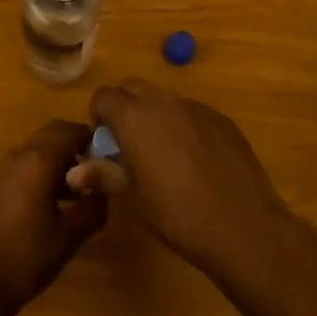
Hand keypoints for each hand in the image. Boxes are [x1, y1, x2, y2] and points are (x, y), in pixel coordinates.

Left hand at [0, 120, 106, 315]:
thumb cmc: (26, 257)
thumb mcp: (68, 237)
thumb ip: (92, 208)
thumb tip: (105, 190)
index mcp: (39, 160)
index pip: (71, 130)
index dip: (93, 137)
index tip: (110, 155)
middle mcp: (20, 155)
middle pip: (53, 134)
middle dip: (76, 145)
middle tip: (98, 170)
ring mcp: (5, 170)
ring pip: (39, 149)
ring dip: (60, 159)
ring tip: (81, 190)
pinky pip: (26, 165)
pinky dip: (44, 171)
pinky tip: (56, 202)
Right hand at [77, 81, 300, 289]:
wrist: (242, 226)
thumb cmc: (176, 214)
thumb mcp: (133, 198)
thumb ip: (103, 174)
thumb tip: (74, 170)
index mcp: (135, 117)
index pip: (104, 96)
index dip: (98, 116)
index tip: (104, 144)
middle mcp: (164, 101)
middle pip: (133, 88)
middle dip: (124, 108)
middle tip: (128, 145)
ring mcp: (196, 107)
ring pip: (164, 99)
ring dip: (154, 116)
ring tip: (162, 155)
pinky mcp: (221, 119)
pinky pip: (192, 112)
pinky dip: (183, 126)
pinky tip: (194, 162)